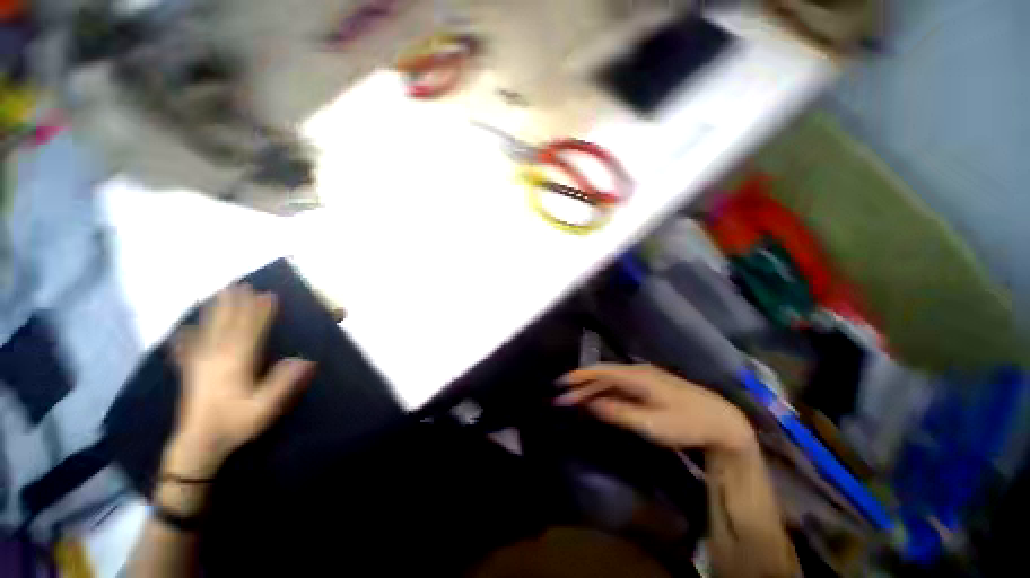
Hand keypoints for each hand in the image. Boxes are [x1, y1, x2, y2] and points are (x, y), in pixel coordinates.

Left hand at [163, 285, 314, 478]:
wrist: (198, 445)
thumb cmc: (235, 424)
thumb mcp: (265, 408)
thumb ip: (282, 384)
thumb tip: (305, 360)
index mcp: (236, 363)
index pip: (249, 331)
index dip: (259, 312)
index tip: (267, 295)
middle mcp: (216, 357)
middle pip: (227, 325)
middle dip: (235, 304)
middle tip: (240, 285)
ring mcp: (199, 364)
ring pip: (207, 330)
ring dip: (214, 311)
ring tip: (218, 294)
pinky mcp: (189, 373)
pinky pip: (186, 350)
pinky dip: (185, 337)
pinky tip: (182, 330)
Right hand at [556, 364, 755, 454]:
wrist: (722, 421)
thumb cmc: (686, 423)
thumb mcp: (650, 423)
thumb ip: (618, 413)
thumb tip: (591, 405)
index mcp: (636, 376)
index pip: (600, 371)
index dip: (579, 376)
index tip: (560, 383)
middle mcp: (636, 371)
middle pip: (602, 375)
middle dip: (581, 386)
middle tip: (562, 398)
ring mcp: (643, 378)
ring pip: (610, 381)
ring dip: (591, 390)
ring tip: (574, 401)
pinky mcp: (649, 386)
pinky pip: (620, 386)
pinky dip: (605, 393)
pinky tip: (598, 401)